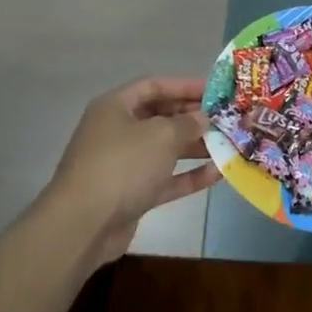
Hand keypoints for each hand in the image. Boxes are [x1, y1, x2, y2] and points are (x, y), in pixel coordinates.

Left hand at [41, 77, 218, 259]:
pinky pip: (165, 178)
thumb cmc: (122, 166)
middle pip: (160, 117)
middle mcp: (117, 131)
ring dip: (195, 147)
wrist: (84, 225)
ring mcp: (123, 164)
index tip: (215, 90)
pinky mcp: (131, 194)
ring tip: (228, 144)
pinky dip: (189, 176)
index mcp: (115, 107)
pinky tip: (218, 174)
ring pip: (164, 149)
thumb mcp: (160, 136)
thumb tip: (203, 117)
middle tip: (226, 118)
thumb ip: (187, 123)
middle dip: (192, 118)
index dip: (185, 86)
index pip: (154, 86)